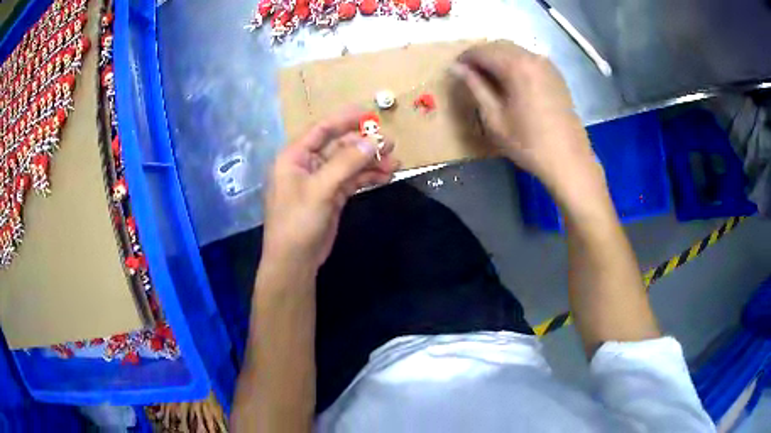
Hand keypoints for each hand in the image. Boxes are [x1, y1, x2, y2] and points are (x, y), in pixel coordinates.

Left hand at [262, 109, 398, 269]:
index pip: (321, 129)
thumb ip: (346, 163)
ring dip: (370, 162)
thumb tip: (372, 141)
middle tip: (390, 144)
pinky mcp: (331, 196)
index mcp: (295, 156)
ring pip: (348, 164)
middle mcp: (307, 165)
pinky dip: (367, 177)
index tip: (369, 115)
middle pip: (339, 146)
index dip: (344, 119)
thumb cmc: (298, 221)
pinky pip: (351, 180)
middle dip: (364, 145)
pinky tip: (385, 176)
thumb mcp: (320, 189)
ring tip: (395, 162)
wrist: (295, 260)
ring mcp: (320, 181)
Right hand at [452, 41, 604, 201]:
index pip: (482, 50)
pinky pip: (529, 58)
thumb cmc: (529, 143)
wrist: (569, 160)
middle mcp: (533, 57)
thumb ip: (475, 87)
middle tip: (469, 74)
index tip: (455, 70)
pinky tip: (510, 81)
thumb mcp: (495, 118)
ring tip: (488, 78)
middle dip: (481, 55)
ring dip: (498, 58)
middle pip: (499, 45)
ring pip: (515, 50)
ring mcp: (547, 64)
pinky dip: (514, 63)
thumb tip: (456, 67)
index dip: (465, 58)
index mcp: (516, 66)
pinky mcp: (556, 74)